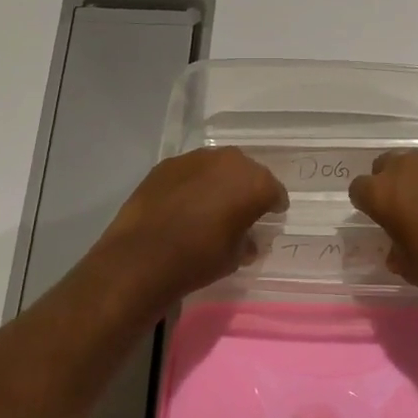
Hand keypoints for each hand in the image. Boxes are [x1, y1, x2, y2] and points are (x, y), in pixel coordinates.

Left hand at [90, 147, 286, 307]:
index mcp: (255, 183)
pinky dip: (192, 183)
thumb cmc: (199, 259)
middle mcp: (230, 161)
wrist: (142, 257)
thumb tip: (246, 238)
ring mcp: (196, 158)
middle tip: (240, 210)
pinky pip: (190, 171)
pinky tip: (183, 204)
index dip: (273, 206)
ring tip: (209, 205)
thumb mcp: (235, 257)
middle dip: (246, 189)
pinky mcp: (167, 164)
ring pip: (217, 167)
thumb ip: (247, 241)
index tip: (269, 218)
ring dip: (218, 182)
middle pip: (247, 172)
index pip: (275, 192)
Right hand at [348, 151, 417, 307]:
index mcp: (384, 193)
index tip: (378, 219)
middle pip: (386, 165)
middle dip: (389, 183)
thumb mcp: (408, 267)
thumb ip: (394, 248)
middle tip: (402, 209)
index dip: (366, 204)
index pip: (359, 188)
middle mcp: (408, 168)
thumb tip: (397, 246)